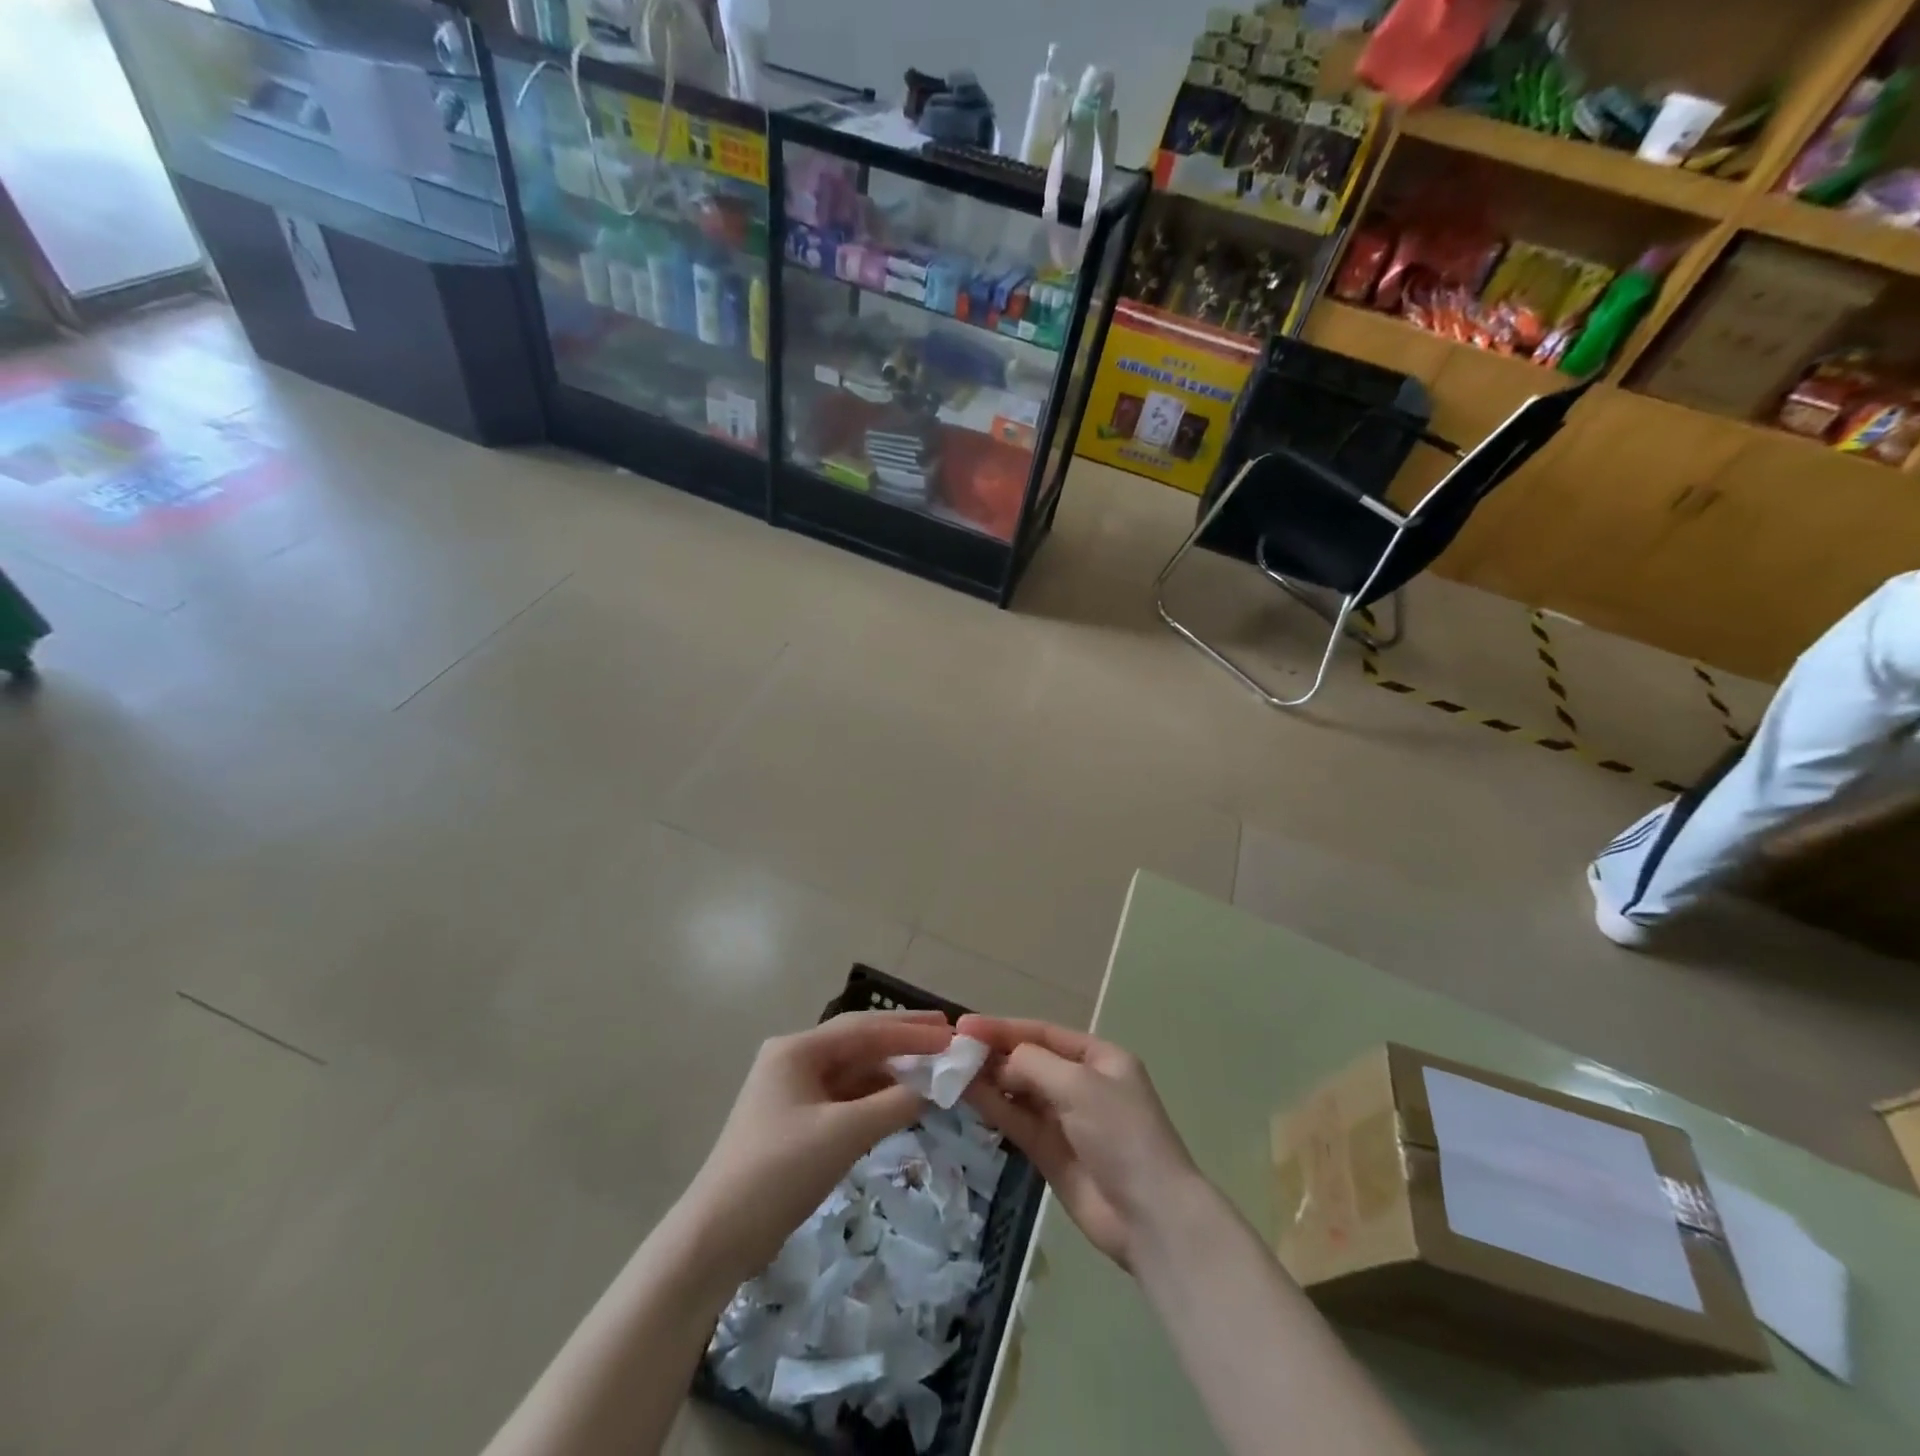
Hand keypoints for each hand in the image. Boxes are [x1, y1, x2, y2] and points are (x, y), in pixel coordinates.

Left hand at [684, 1011, 952, 1283]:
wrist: (717, 1238)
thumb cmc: (778, 1173)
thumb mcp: (843, 1134)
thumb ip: (893, 1105)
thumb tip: (934, 1087)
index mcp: (798, 1050)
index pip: (864, 1029)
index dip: (910, 1029)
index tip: (951, 1031)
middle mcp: (795, 1061)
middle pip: (859, 1043)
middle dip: (904, 1040)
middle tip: (948, 1036)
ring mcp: (795, 1092)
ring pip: (854, 1071)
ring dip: (892, 1070)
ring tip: (935, 1069)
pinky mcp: (798, 1123)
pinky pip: (846, 1098)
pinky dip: (876, 1097)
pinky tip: (904, 1101)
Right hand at [957, 1015, 1201, 1271]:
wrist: (1150, 1216)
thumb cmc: (1120, 1134)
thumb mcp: (1079, 1084)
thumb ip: (1032, 1064)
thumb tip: (998, 1063)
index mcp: (1099, 1058)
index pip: (1043, 1033)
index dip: (1004, 1028)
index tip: (965, 1025)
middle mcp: (1081, 1083)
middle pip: (1030, 1060)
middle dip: (994, 1053)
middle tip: (952, 1049)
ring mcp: (1065, 1120)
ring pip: (1019, 1091)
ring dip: (988, 1079)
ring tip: (950, 1069)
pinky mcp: (1050, 1153)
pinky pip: (1017, 1121)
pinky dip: (994, 1107)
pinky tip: (966, 1094)